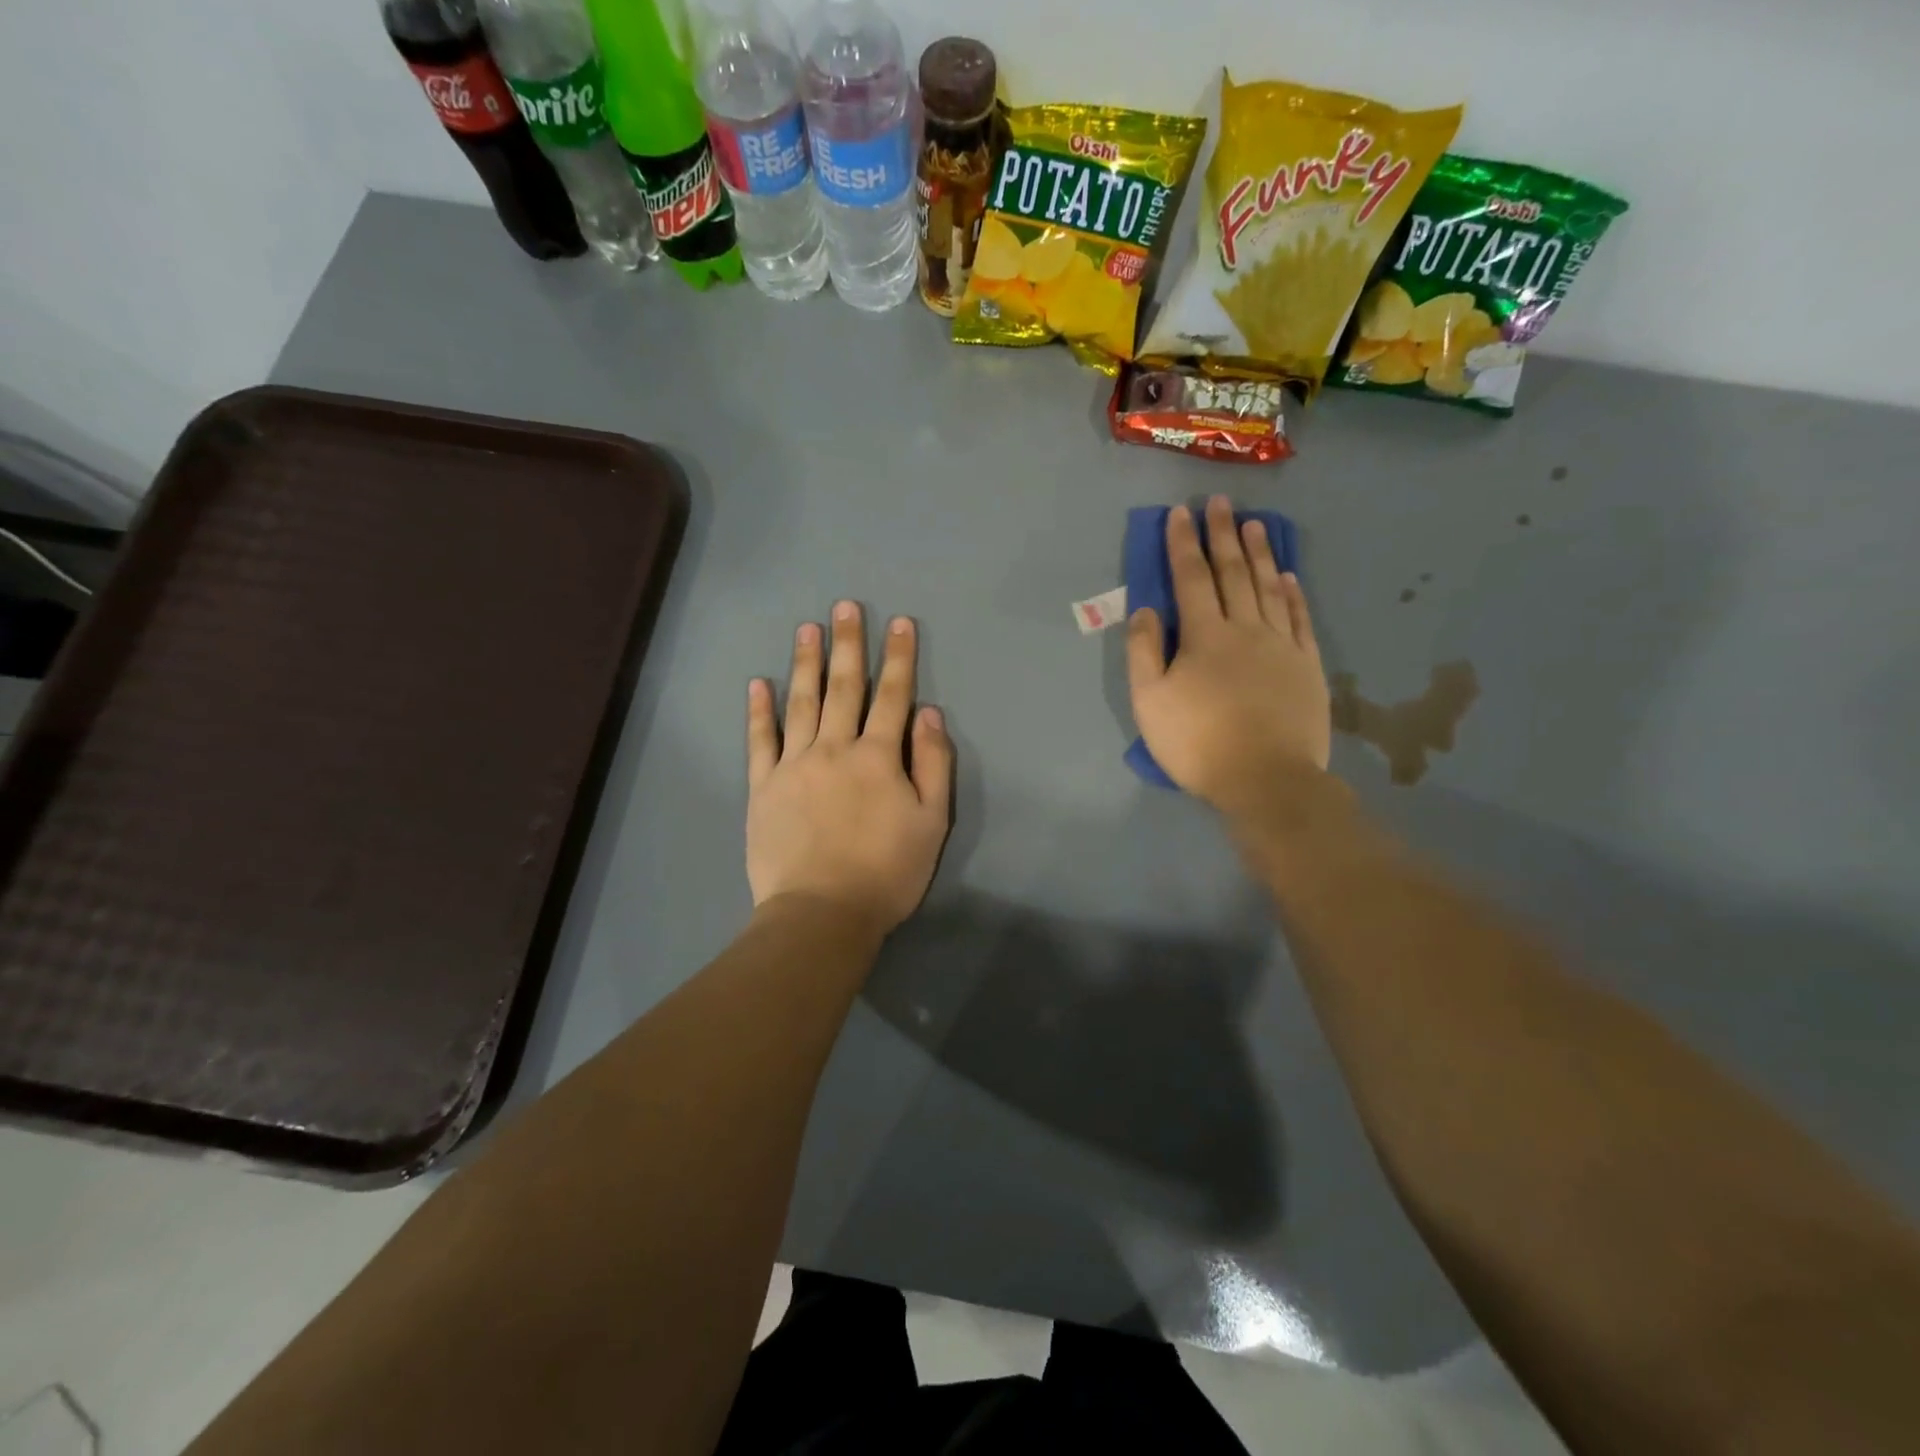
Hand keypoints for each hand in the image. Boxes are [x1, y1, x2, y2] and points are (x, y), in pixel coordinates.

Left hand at [747, 601, 953, 936]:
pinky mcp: (763, 786)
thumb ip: (933, 763)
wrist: (822, 913)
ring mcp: (794, 764)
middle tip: (845, 606)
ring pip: (801, 702)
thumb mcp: (931, 822)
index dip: (899, 657)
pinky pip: (760, 740)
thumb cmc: (887, 872)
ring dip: (806, 662)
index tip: (900, 623)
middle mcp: (835, 748)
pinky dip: (759, 710)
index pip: (893, 695)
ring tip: (807, 628)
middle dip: (848, 644)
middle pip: (844, 687)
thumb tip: (928, 712)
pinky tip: (758, 684)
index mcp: (879, 756)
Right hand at [1127, 497, 1330, 811]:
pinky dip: (1292, 593)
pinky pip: (1299, 618)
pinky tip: (1288, 576)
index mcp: (1204, 636)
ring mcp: (1281, 645)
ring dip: (1259, 553)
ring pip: (1268, 587)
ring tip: (1255, 524)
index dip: (1183, 544)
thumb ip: (1143, 651)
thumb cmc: (1198, 742)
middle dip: (1223, 535)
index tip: (1180, 513)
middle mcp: (1245, 628)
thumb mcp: (1150, 702)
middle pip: (1232, 573)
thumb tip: (1145, 609)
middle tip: (1220, 503)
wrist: (1266, 779)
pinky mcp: (1306, 665)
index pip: (1191, 578)